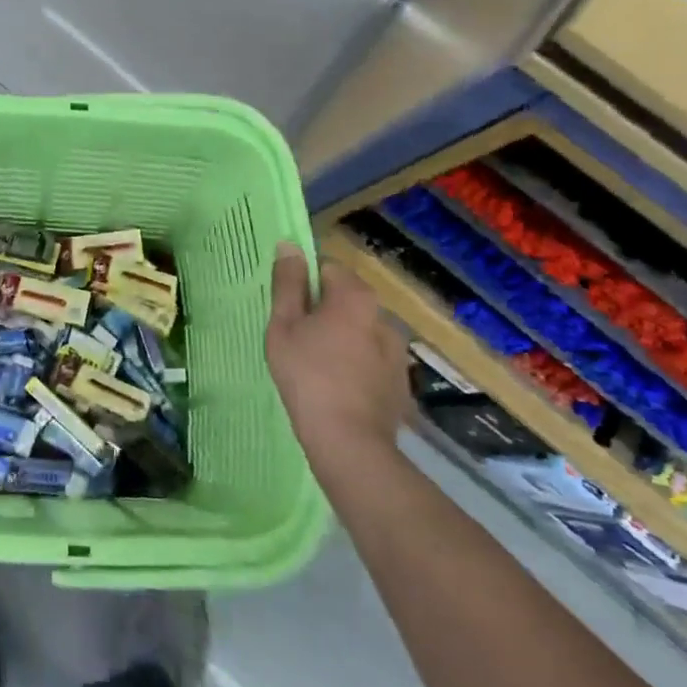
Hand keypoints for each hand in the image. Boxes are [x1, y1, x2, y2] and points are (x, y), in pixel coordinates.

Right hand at [266, 243, 408, 468]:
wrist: (349, 441)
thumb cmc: (307, 375)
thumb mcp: (284, 325)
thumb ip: (287, 283)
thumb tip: (289, 245)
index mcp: (355, 296)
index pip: (327, 268)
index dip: (304, 285)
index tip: (288, 310)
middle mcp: (384, 315)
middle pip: (345, 300)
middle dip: (323, 312)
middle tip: (297, 340)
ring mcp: (398, 351)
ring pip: (360, 331)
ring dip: (342, 339)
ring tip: (317, 368)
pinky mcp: (402, 382)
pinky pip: (372, 360)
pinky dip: (357, 366)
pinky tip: (338, 389)